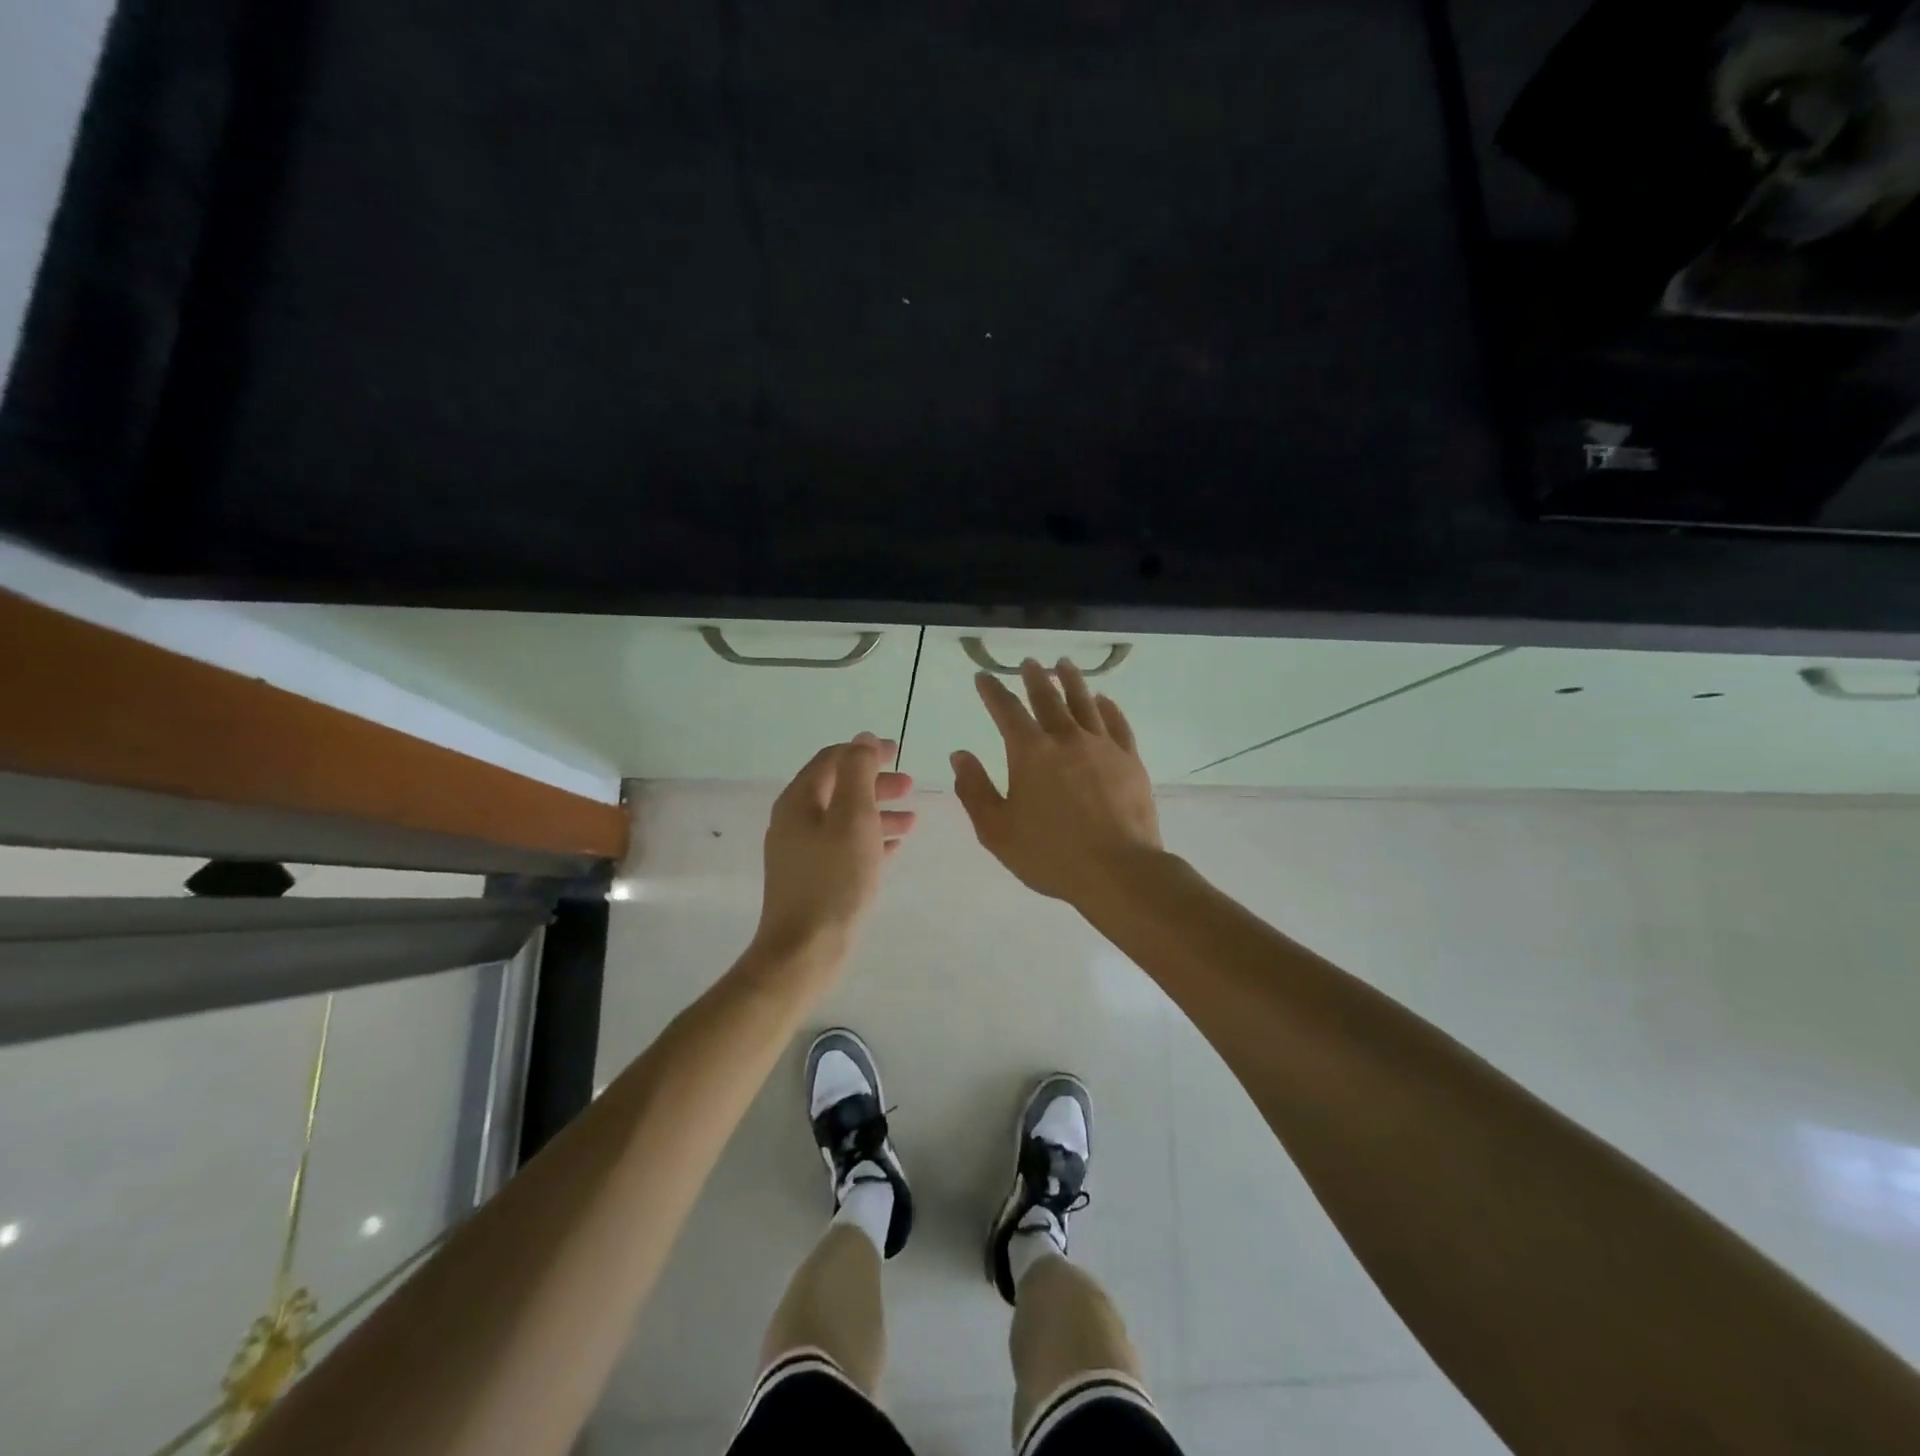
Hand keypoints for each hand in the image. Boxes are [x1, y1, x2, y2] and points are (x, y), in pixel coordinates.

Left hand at [754, 732, 915, 959]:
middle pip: (839, 789)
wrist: (805, 951)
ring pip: (845, 819)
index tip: (898, 752)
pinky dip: (870, 839)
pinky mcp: (813, 878)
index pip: (832, 760)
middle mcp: (795, 822)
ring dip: (878, 813)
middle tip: (910, 785)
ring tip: (912, 819)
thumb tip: (861, 738)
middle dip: (876, 783)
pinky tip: (895, 847)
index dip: (865, 751)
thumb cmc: (834, 880)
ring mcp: (802, 852)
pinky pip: (845, 847)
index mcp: (799, 802)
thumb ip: (858, 773)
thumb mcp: (852, 817)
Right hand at [951, 660, 1161, 906]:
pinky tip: (1104, 700)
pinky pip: (1117, 723)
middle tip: (1029, 663)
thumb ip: (974, 790)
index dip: (992, 691)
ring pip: (1085, 702)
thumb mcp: (997, 830)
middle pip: (1048, 698)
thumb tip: (960, 755)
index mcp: (1030, 752)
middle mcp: (1066, 738)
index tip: (984, 677)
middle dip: (1035, 678)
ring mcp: (1102, 746)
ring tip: (1064, 665)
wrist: (1118, 871)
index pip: (1007, 710)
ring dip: (1072, 680)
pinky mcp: (1129, 759)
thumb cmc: (1050, 854)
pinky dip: (1108, 706)